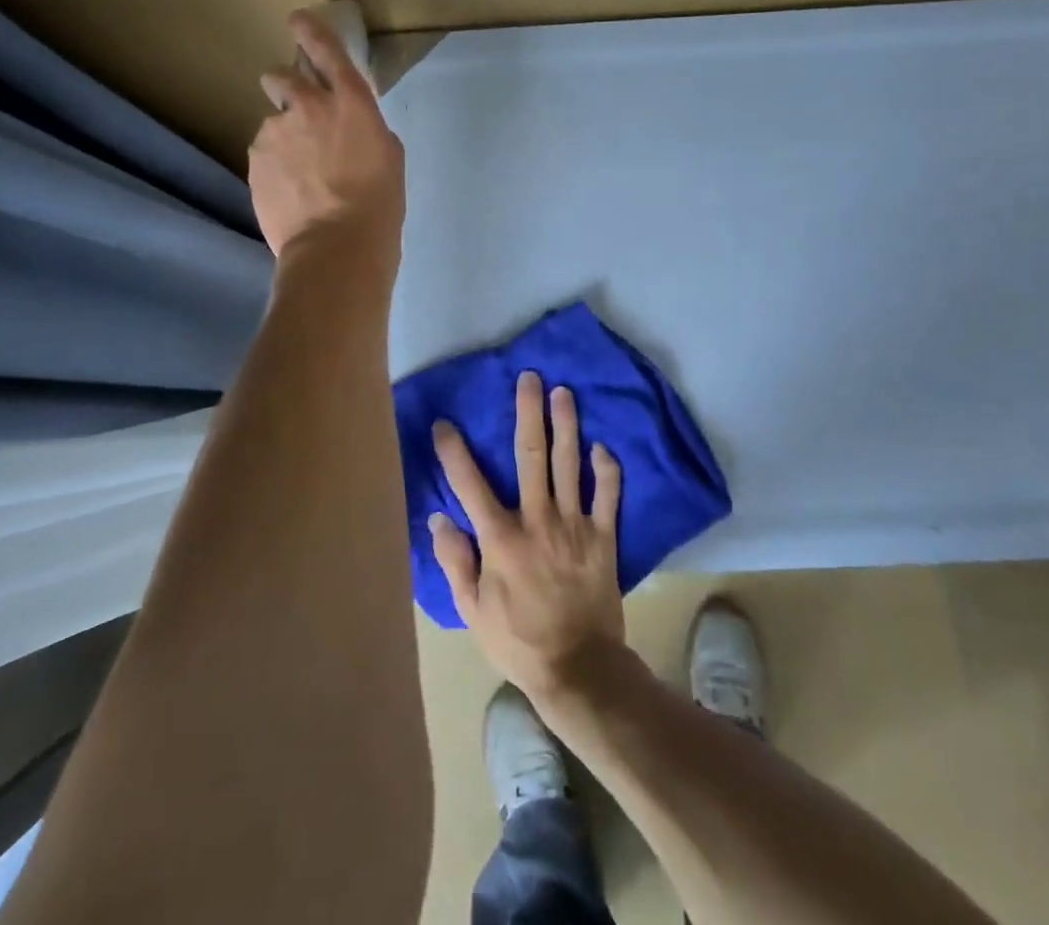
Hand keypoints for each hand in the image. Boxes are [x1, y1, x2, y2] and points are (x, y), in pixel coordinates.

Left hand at [248, 9, 404, 260]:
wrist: (335, 246)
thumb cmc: (378, 203)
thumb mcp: (388, 157)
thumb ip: (364, 129)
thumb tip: (347, 129)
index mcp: (350, 102)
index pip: (326, 50)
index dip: (310, 30)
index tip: (297, 20)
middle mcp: (306, 107)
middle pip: (280, 77)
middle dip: (285, 87)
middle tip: (298, 116)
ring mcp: (274, 134)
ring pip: (273, 125)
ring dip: (283, 139)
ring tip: (300, 177)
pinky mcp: (254, 162)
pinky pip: (263, 155)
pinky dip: (274, 167)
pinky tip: (290, 193)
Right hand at [429, 371, 624, 702]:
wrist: (579, 670)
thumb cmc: (518, 640)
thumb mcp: (472, 610)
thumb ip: (455, 562)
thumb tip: (440, 519)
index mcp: (501, 538)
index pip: (469, 484)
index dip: (453, 451)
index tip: (445, 423)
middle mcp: (538, 520)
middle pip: (531, 455)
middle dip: (528, 413)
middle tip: (529, 378)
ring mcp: (575, 526)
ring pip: (570, 464)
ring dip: (567, 425)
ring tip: (564, 393)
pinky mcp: (603, 538)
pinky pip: (608, 496)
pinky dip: (606, 470)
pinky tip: (602, 447)